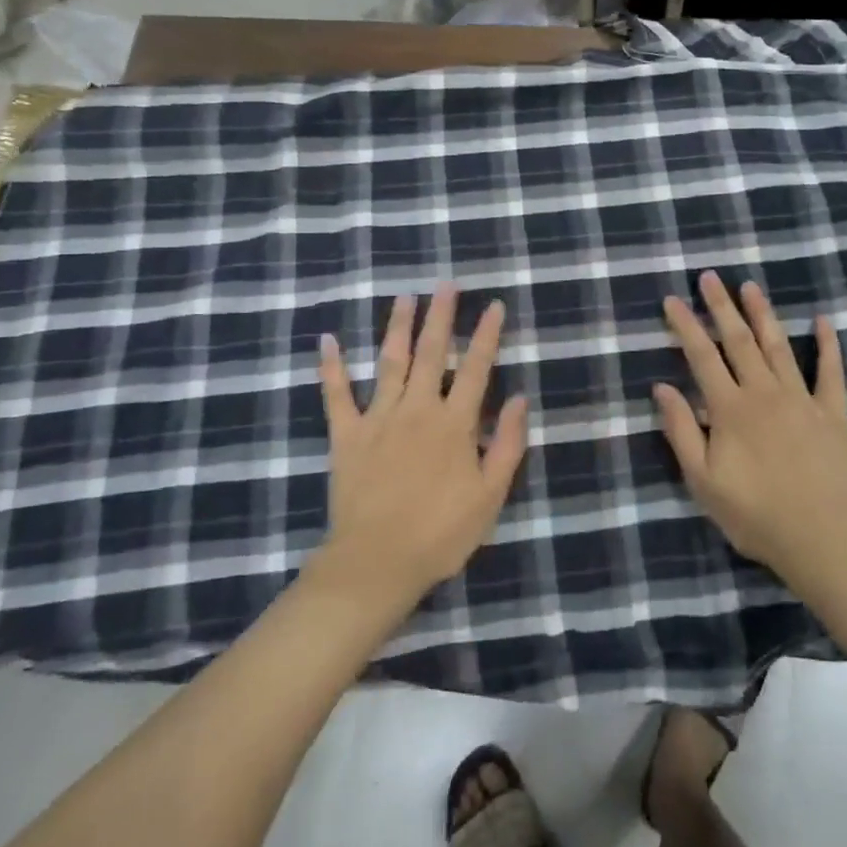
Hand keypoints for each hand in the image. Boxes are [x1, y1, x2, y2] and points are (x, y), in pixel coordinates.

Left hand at [317, 282, 529, 607]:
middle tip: (445, 284)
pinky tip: (328, 340)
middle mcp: (417, 409)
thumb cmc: (441, 533)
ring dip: (398, 327)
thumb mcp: (490, 495)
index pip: (475, 368)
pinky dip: (331, 367)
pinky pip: (335, 394)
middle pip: (431, 353)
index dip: (486, 335)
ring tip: (404, 297)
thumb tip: (518, 399)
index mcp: (454, 423)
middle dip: (441, 316)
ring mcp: (378, 418)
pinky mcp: (346, 435)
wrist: (376, 562)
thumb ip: (507, 445)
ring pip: (390, 362)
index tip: (494, 305)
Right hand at [653, 273, 846, 590]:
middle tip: (710, 277)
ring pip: (778, 346)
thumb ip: (682, 430)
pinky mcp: (832, 413)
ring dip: (763, 314)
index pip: (702, 357)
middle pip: (739, 341)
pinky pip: (830, 372)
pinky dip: (827, 345)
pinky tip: (823, 320)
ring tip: (750, 286)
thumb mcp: (702, 480)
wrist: (821, 537)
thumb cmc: (754, 514)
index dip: (686, 326)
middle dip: (721, 307)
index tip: (673, 300)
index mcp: (730, 409)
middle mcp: (764, 393)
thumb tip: (662, 387)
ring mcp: (802, 399)